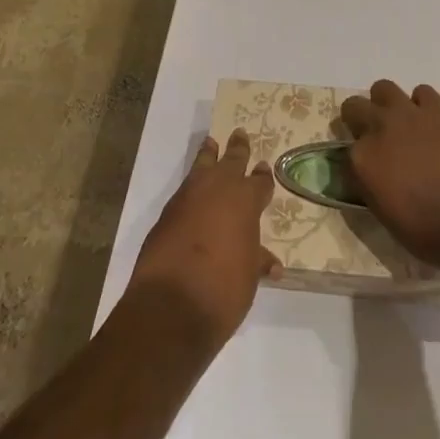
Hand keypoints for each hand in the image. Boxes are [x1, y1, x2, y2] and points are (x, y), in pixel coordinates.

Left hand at [125, 131, 281, 350]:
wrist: (172, 304)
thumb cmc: (223, 288)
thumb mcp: (248, 276)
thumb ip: (257, 261)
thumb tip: (272, 264)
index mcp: (246, 201)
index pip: (259, 183)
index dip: (263, 177)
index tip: (264, 168)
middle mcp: (219, 190)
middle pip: (231, 161)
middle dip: (237, 149)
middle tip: (239, 133)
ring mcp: (189, 198)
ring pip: (202, 165)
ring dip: (208, 155)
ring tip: (210, 143)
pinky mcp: (167, 212)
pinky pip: (184, 188)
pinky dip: (191, 183)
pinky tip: (193, 188)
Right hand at [341, 80, 439, 269]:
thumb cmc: (424, 230)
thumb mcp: (380, 211)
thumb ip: (367, 183)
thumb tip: (367, 172)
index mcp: (361, 159)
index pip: (344, 149)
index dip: (355, 158)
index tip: (365, 169)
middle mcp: (379, 128)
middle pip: (353, 107)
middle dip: (359, 121)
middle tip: (375, 140)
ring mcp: (409, 115)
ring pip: (383, 88)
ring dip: (385, 104)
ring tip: (399, 124)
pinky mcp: (438, 110)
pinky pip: (422, 92)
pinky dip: (421, 104)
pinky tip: (427, 123)